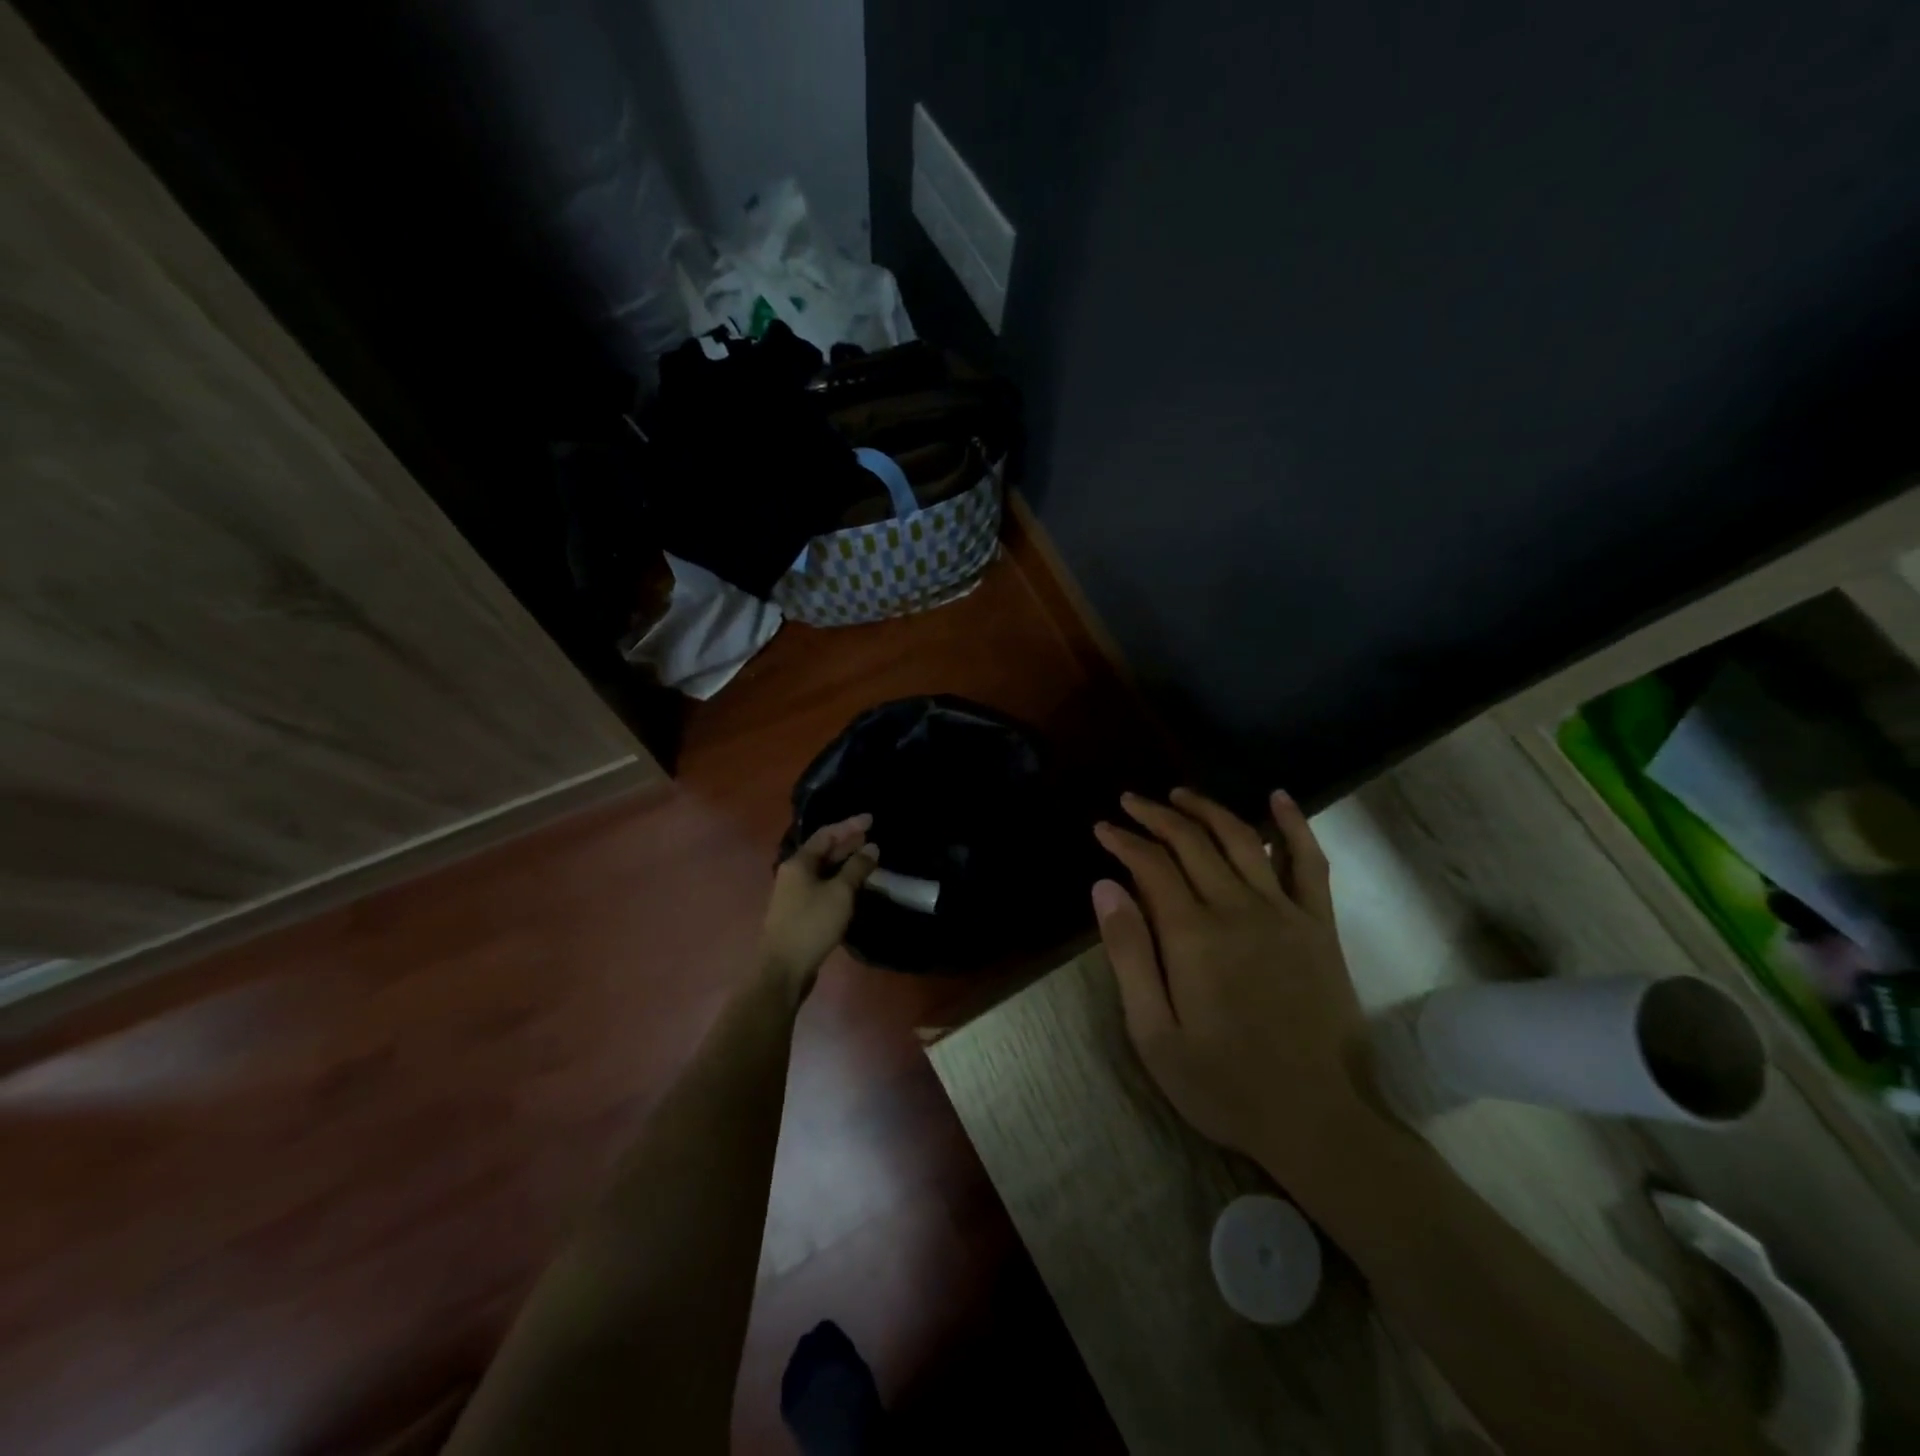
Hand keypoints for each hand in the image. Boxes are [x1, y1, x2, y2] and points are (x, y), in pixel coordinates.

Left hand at [759, 814, 879, 1003]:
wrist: (783, 969)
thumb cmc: (811, 924)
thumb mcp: (840, 893)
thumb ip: (857, 868)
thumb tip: (871, 847)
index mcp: (798, 862)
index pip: (826, 834)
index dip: (849, 825)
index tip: (871, 819)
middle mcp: (793, 873)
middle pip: (823, 851)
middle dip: (848, 843)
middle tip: (872, 837)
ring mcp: (794, 893)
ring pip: (823, 870)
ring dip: (845, 862)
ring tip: (868, 859)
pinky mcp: (799, 912)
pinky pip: (822, 886)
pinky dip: (839, 880)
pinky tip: (854, 886)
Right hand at [1092, 789, 1379, 1190]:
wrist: (1320, 1120)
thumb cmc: (1225, 1085)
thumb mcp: (1154, 1034)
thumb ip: (1129, 955)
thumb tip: (1104, 887)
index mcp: (1194, 936)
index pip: (1151, 866)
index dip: (1124, 841)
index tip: (1102, 828)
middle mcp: (1239, 909)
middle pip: (1192, 842)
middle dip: (1156, 816)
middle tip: (1130, 802)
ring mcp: (1285, 912)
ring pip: (1242, 839)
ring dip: (1207, 810)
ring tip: (1179, 795)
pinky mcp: (1320, 926)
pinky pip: (1309, 862)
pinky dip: (1294, 825)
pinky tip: (1278, 797)